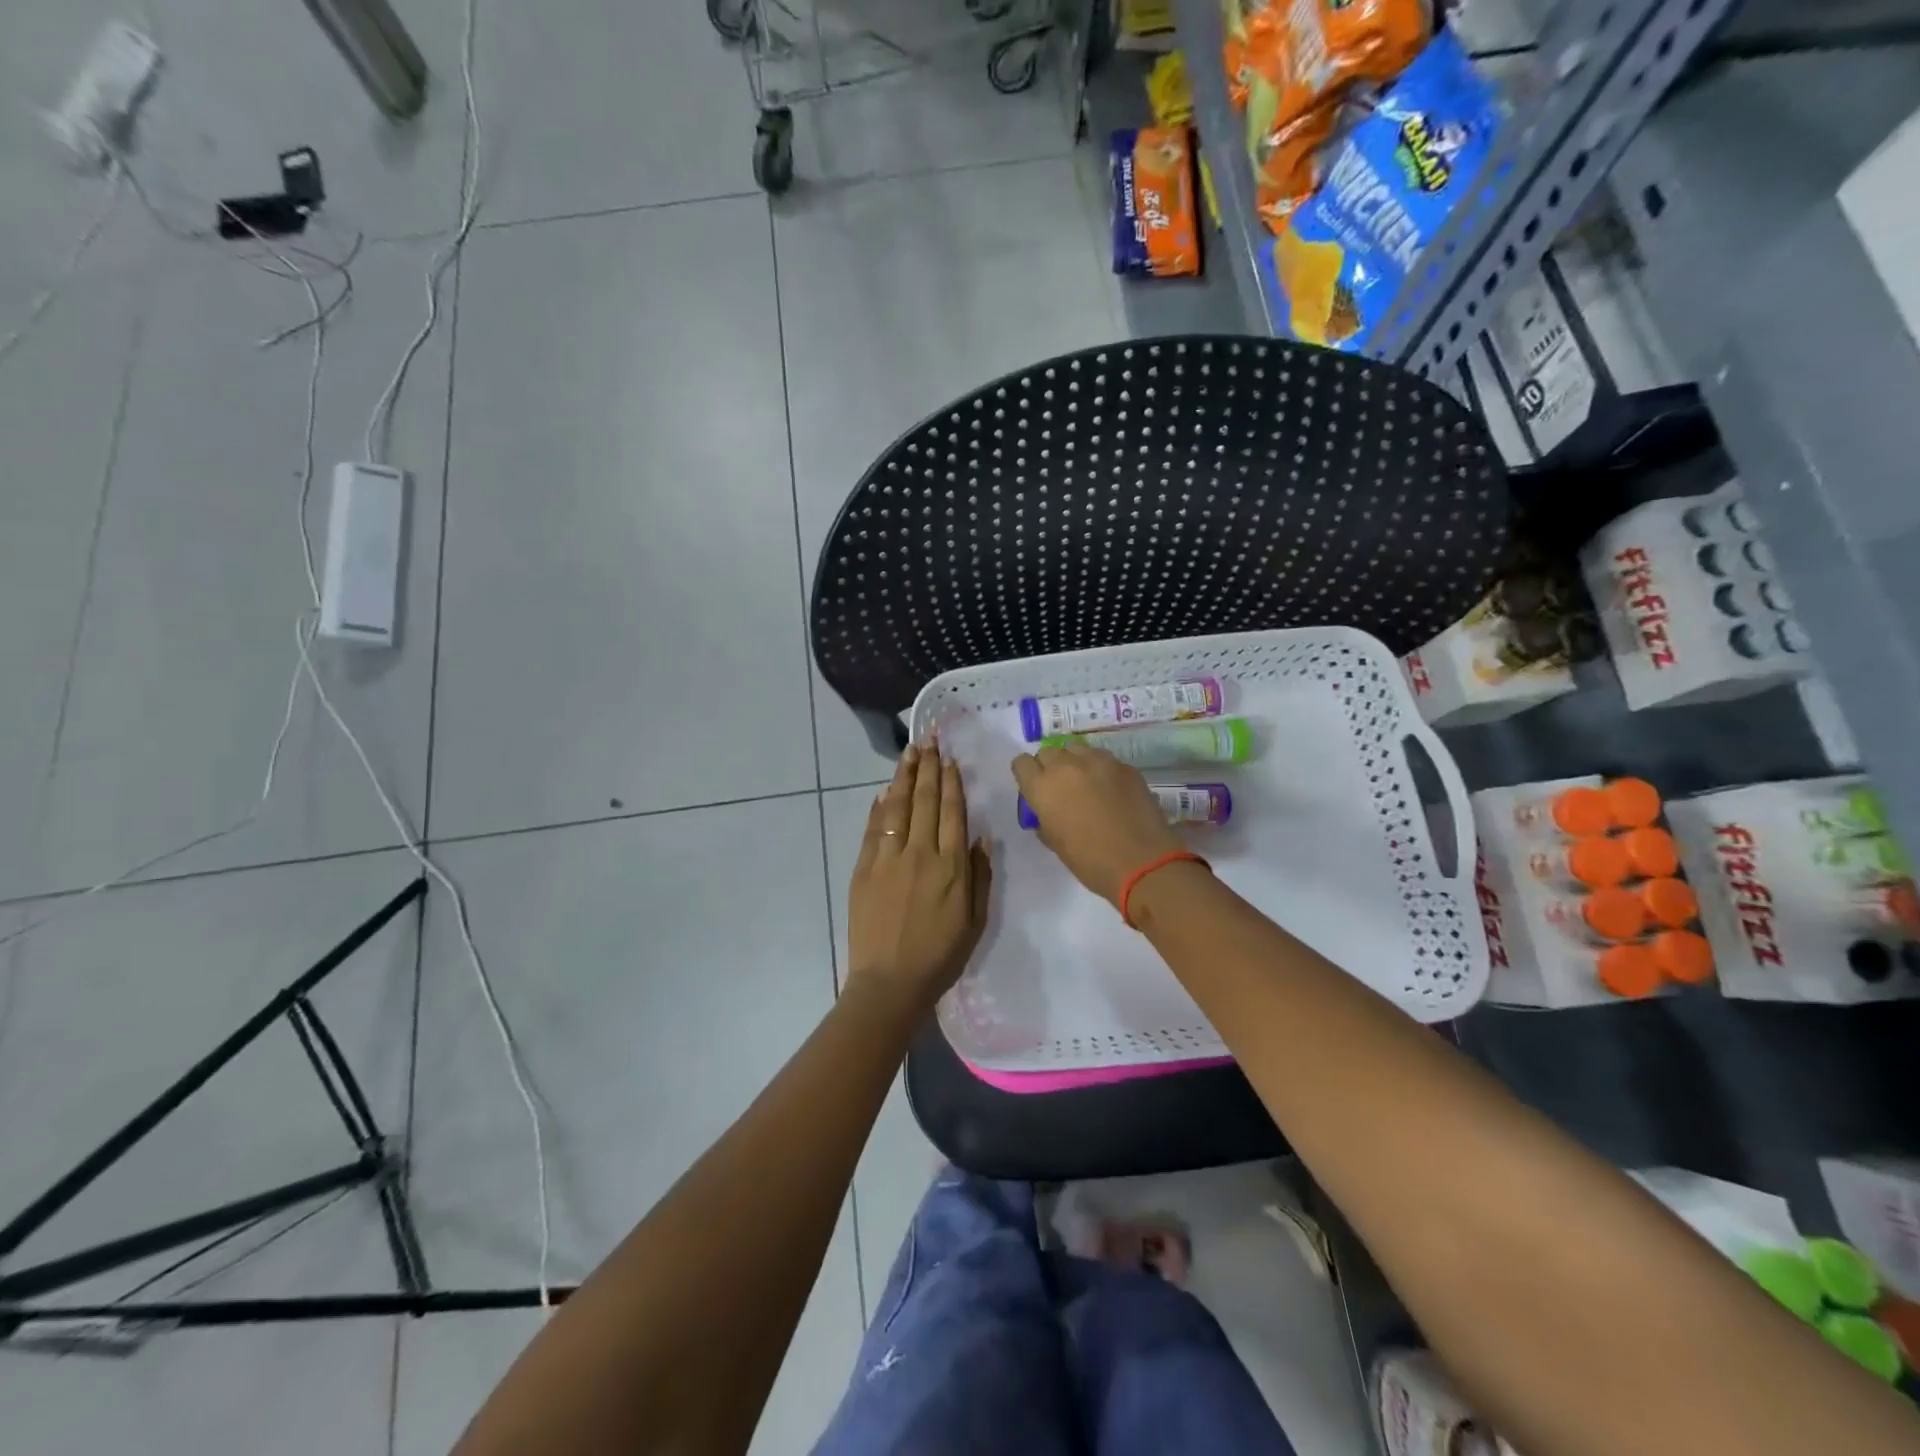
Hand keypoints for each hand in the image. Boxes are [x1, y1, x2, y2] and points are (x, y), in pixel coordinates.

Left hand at [845, 741, 992, 1013]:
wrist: (890, 982)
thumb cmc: (940, 956)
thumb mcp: (976, 921)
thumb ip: (980, 877)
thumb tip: (980, 838)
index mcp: (951, 866)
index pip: (952, 812)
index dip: (951, 782)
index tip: (949, 759)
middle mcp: (920, 853)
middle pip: (924, 801)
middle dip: (927, 768)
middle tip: (927, 740)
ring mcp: (888, 858)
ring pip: (897, 807)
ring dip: (903, 777)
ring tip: (908, 753)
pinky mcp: (864, 868)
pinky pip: (873, 829)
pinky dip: (878, 807)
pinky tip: (883, 791)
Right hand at [1011, 741, 1181, 906]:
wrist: (1141, 862)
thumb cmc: (1090, 861)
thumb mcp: (1055, 843)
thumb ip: (1044, 819)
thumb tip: (1047, 811)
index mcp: (1042, 788)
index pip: (1021, 763)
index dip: (1026, 774)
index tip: (1034, 787)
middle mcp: (1065, 766)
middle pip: (1047, 752)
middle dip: (1050, 767)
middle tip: (1061, 788)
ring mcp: (1097, 761)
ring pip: (1075, 748)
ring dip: (1074, 762)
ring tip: (1085, 782)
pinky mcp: (1123, 765)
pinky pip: (1103, 758)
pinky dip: (1100, 769)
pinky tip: (1110, 789)